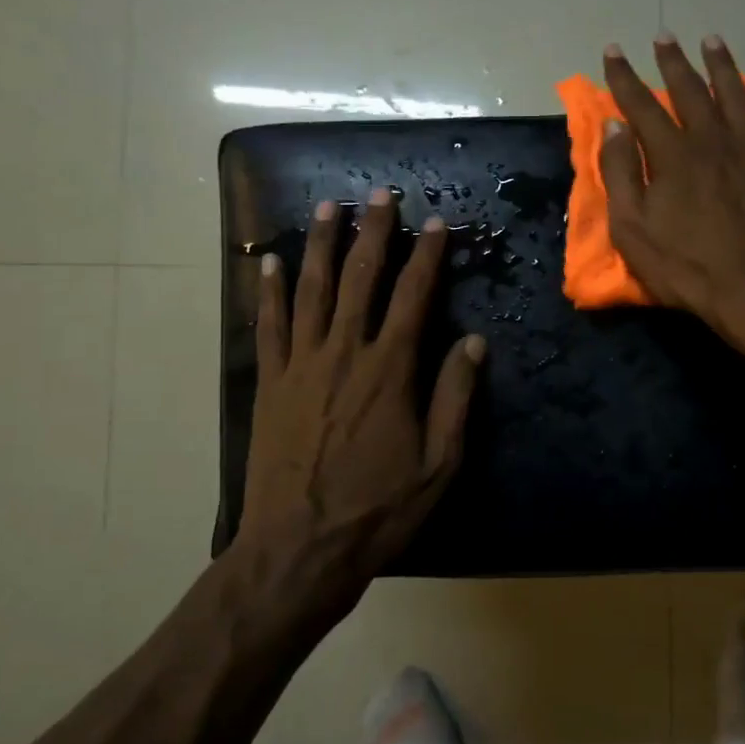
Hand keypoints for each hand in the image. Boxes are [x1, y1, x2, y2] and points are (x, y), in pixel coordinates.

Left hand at [236, 191, 484, 601]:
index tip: (435, 223)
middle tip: (379, 194)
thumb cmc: (377, 510)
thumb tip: (474, 341)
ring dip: (322, 245)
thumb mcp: (438, 463)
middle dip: (373, 232)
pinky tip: (272, 264)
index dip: (426, 256)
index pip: (413, 297)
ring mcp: (301, 365)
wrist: (298, 548)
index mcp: (390, 371)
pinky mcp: (271, 384)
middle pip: (360, 278)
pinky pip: (270, 326)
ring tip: (328, 207)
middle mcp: (345, 353)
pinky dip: (271, 291)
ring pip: (313, 290)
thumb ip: (455, 397)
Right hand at [602, 34, 744, 342]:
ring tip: (711, 41)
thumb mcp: (634, 230)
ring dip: (721, 65)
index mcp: (673, 156)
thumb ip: (620, 175)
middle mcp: (714, 141)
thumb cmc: (688, 268)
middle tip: (663, 36)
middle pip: (690, 91)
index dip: (624, 78)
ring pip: (737, 94)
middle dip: (673, 62)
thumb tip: (614, 127)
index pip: (642, 106)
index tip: (612, 51)